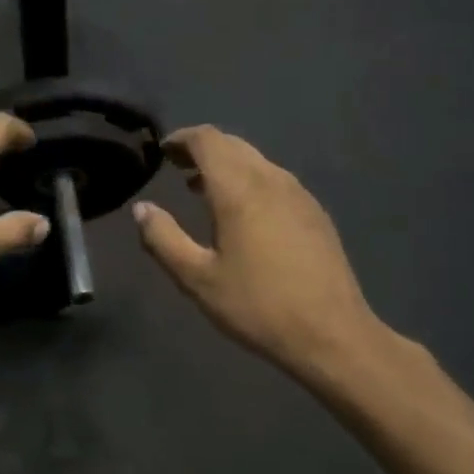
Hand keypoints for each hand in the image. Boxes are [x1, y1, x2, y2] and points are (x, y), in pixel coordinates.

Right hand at [132, 126, 398, 392]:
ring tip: (202, 190)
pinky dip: (249, 180)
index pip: (207, 140)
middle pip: (232, 144)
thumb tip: (141, 209)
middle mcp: (271, 180)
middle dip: (201, 149)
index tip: (161, 151)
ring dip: (226, 165)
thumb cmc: (258, 306)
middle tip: (176, 168)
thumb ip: (163, 239)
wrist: (332, 335)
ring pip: (255, 160)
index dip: (181, 138)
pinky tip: (242, 214)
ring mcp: (299, 194)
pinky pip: (274, 179)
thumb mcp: (197, 278)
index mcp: (239, 189)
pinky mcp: (315, 213)